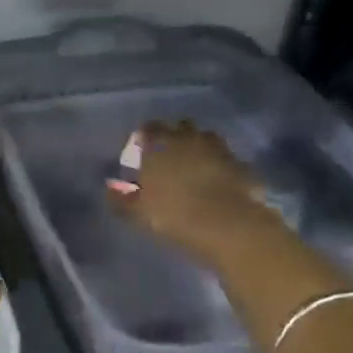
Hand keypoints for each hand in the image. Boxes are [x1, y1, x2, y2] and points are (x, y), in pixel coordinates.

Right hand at [109, 121, 273, 266]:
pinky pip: (228, 161)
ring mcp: (219, 149)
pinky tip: (219, 184)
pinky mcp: (242, 165)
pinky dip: (222, 167)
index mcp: (160, 144)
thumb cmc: (173, 214)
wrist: (227, 225)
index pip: (149, 129)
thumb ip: (121, 199)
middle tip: (170, 158)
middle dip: (176, 138)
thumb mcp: (138, 213)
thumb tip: (110, 190)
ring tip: (196, 169)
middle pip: (181, 127)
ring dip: (201, 149)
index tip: (142, 151)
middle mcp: (189, 138)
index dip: (145, 138)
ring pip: (207, 139)